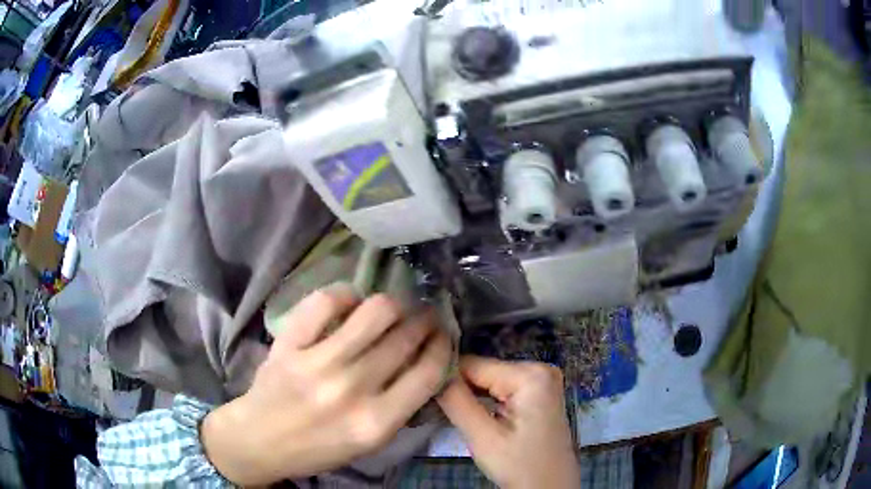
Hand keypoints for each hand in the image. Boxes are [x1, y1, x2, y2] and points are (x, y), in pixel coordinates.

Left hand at [201, 284, 451, 485]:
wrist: (260, 440)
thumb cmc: (319, 447)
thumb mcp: (370, 442)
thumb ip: (401, 405)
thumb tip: (424, 359)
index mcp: (377, 421)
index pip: (429, 372)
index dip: (443, 345)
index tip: (443, 334)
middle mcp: (352, 389)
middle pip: (405, 337)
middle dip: (424, 320)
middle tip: (423, 315)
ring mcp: (318, 361)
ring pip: (374, 311)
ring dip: (393, 304)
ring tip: (392, 307)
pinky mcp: (290, 343)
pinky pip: (326, 301)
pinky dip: (344, 295)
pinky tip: (350, 302)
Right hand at [438, 356, 579, 488]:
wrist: (550, 488)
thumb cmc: (519, 466)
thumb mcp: (483, 437)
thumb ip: (456, 401)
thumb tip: (431, 370)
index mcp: (531, 375)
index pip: (474, 364)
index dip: (446, 378)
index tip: (425, 394)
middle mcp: (540, 369)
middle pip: (483, 371)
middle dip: (459, 388)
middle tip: (437, 408)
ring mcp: (542, 381)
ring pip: (490, 381)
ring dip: (470, 395)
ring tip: (450, 411)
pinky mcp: (539, 394)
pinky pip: (502, 389)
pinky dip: (485, 400)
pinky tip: (472, 413)